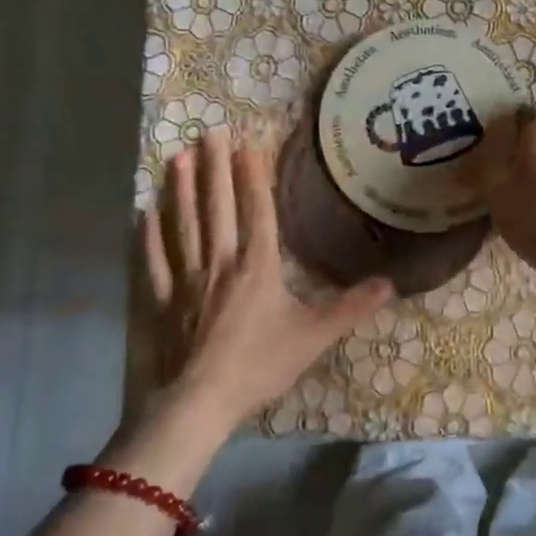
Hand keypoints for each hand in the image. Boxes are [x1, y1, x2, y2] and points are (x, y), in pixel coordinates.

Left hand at [144, 126, 392, 428]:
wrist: (199, 404)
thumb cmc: (258, 366)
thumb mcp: (313, 337)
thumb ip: (351, 308)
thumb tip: (391, 283)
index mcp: (257, 266)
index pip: (256, 211)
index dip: (252, 176)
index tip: (246, 144)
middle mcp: (220, 262)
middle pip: (217, 207)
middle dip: (213, 167)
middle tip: (207, 131)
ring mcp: (186, 279)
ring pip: (184, 225)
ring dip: (180, 190)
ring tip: (176, 156)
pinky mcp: (161, 301)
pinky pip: (154, 262)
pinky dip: (149, 237)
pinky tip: (144, 214)